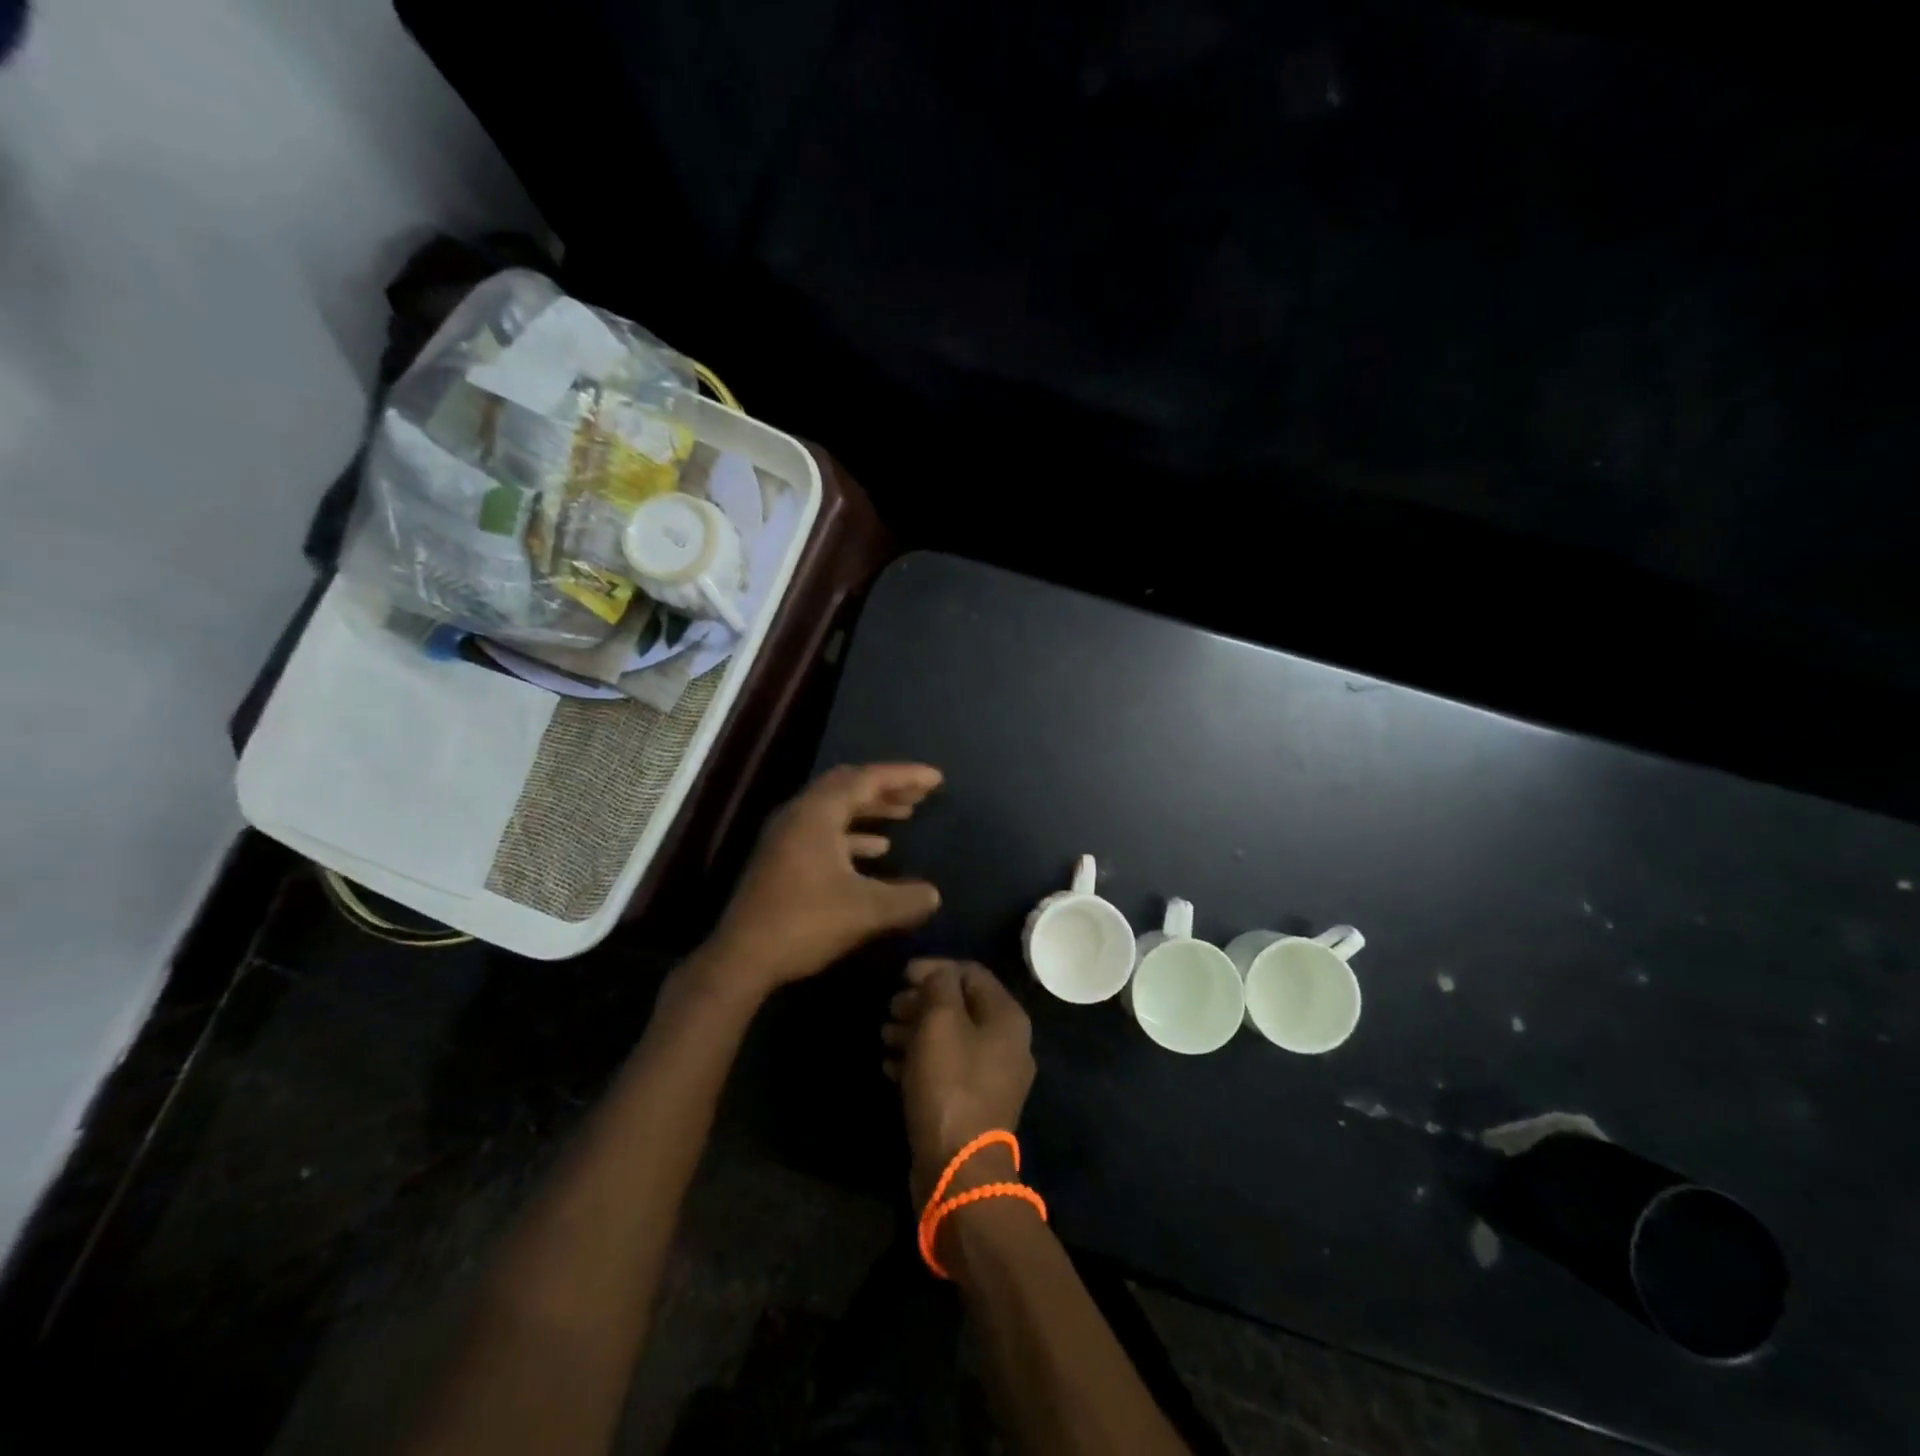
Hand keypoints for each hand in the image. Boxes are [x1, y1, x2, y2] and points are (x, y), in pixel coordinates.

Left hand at [706, 764, 943, 995]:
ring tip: (905, 814)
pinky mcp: (783, 859)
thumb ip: (907, 899)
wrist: (742, 959)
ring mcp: (787, 837)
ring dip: (871, 810)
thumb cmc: (805, 923)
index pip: (867, 779)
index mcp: (817, 813)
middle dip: (887, 788)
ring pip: (836, 809)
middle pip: (848, 786)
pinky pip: (826, 832)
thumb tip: (934, 895)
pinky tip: (877, 851)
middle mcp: (799, 815)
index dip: (905, 776)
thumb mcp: (866, 911)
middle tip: (920, 793)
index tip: (936, 779)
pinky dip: (854, 835)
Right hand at [882, 959, 1035, 1207]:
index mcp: (1007, 1018)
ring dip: (914, 1031)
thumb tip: (935, 974)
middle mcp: (1006, 1043)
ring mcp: (991, 1077)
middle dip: (921, 1002)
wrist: (958, 1169)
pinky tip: (890, 1066)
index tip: (900, 975)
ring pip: (949, 1038)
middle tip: (889, 1009)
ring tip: (884, 1036)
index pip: (971, 973)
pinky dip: (918, 1061)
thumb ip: (939, 986)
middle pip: (960, 1006)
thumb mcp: (941, 1022)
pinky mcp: (971, 1104)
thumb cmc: (950, 1084)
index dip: (935, 968)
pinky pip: (945, 1069)